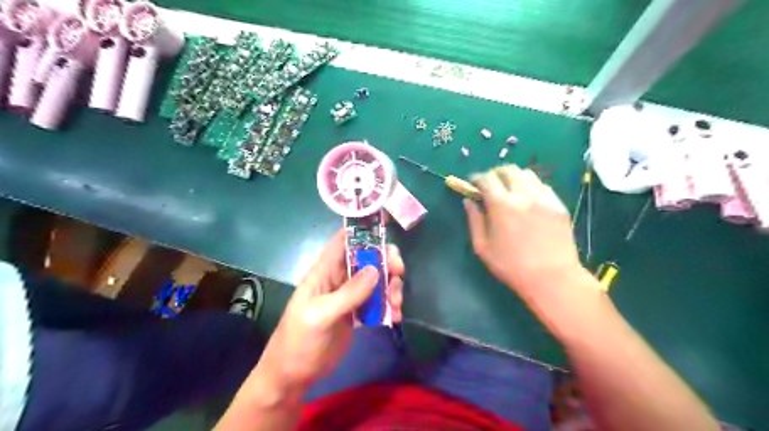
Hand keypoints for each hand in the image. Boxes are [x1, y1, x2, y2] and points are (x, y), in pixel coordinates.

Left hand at [255, 229, 404, 393]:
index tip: (386, 229)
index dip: (362, 230)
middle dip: (386, 260)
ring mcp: (349, 296)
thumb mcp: (320, 316)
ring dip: (391, 286)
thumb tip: (375, 269)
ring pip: (376, 279)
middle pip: (367, 258)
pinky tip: (395, 317)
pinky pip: (378, 302)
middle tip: (399, 272)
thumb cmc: (299, 341)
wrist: (294, 376)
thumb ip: (348, 294)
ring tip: (396, 305)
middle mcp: (338, 279)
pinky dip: (389, 306)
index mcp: (324, 272)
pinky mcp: (357, 313)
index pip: (343, 241)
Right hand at [462, 164, 582, 303]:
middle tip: (491, 187)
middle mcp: (523, 195)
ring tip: (510, 192)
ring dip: (513, 178)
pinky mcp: (558, 205)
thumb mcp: (483, 247)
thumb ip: (474, 220)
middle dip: (495, 174)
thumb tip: (468, 201)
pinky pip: (542, 185)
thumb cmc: (511, 266)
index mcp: (501, 205)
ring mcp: (544, 198)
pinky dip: (530, 186)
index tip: (473, 185)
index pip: (486, 178)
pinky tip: (528, 201)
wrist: (552, 278)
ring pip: (526, 174)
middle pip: (507, 170)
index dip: (476, 179)